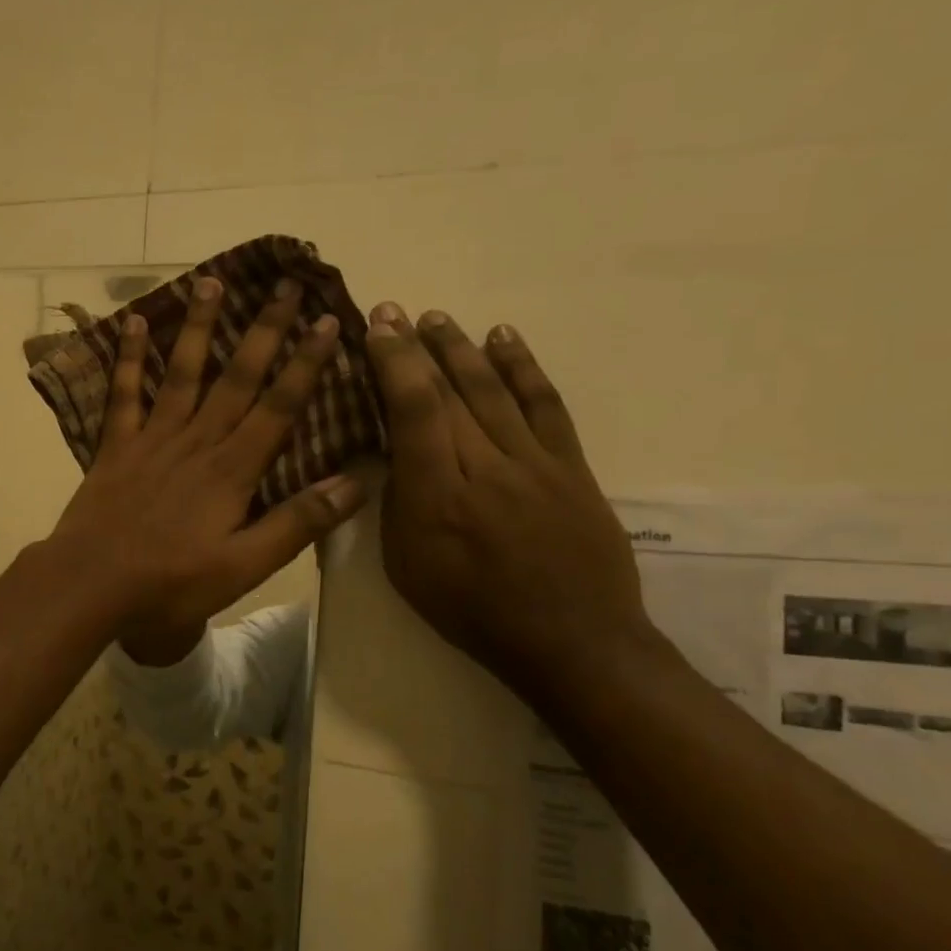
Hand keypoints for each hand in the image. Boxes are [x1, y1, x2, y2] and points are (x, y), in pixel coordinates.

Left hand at [46, 275, 366, 645]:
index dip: (305, 363)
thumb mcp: (244, 566)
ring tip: (212, 281)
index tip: (326, 320)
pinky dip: (130, 358)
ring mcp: (152, 439)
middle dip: (265, 330)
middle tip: (285, 283)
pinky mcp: (116, 446)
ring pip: (183, 373)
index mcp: (233, 470)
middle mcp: (197, 441)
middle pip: (237, 377)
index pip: (279, 406)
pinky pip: (124, 394)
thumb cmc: (170, 583)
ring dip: (200, 327)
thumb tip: (355, 483)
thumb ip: (297, 523)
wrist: (90, 584)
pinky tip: (136, 323)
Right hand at [363, 304, 658, 701]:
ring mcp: (535, 462)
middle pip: (449, 391)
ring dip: (462, 348)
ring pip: (493, 389)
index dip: (393, 363)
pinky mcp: (572, 467)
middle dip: (418, 346)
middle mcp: (486, 467)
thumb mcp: (407, 568)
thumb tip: (393, 455)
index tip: (377, 327)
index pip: (413, 410)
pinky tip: (503, 338)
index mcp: (437, 496)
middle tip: (397, 310)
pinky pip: (545, 405)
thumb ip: (397, 504)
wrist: (572, 640)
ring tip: (439, 317)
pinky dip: (523, 367)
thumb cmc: (473, 611)